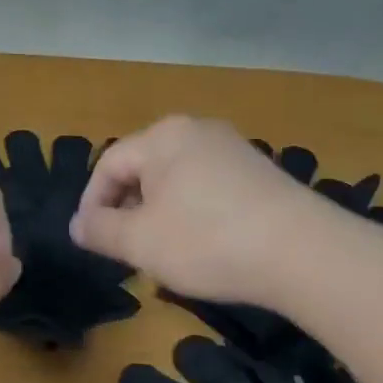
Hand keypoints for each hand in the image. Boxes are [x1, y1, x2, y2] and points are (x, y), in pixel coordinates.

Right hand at [72, 116, 335, 305]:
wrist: (305, 252)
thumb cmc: (208, 240)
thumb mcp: (141, 241)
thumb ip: (101, 230)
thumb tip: (77, 224)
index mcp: (162, 136)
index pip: (109, 163)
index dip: (92, 202)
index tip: (91, 240)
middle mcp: (196, 130)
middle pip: (143, 167)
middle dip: (127, 208)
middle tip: (125, 249)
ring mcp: (233, 148)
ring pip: (176, 178)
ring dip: (159, 213)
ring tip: (162, 251)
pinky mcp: (260, 171)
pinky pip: (208, 186)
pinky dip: (193, 212)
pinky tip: (205, 245)